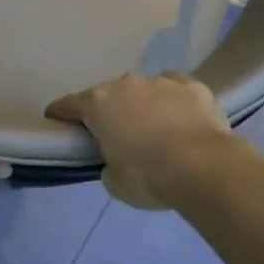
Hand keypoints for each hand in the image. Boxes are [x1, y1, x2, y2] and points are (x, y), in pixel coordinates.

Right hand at [47, 72, 238, 210]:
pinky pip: (174, 89)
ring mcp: (160, 81)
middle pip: (107, 95)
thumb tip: (114, 161)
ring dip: (141, 106)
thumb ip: (107, 165)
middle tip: (114, 136)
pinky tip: (179, 117)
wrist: (205, 168)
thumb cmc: (148, 177)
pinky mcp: (192, 86)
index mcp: (98, 104)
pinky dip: (172, 101)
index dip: (60, 115)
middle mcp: (125, 84)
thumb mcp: (114, 182)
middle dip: (107, 112)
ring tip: (153, 130)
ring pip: (142, 90)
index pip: (67, 105)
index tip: (58, 124)